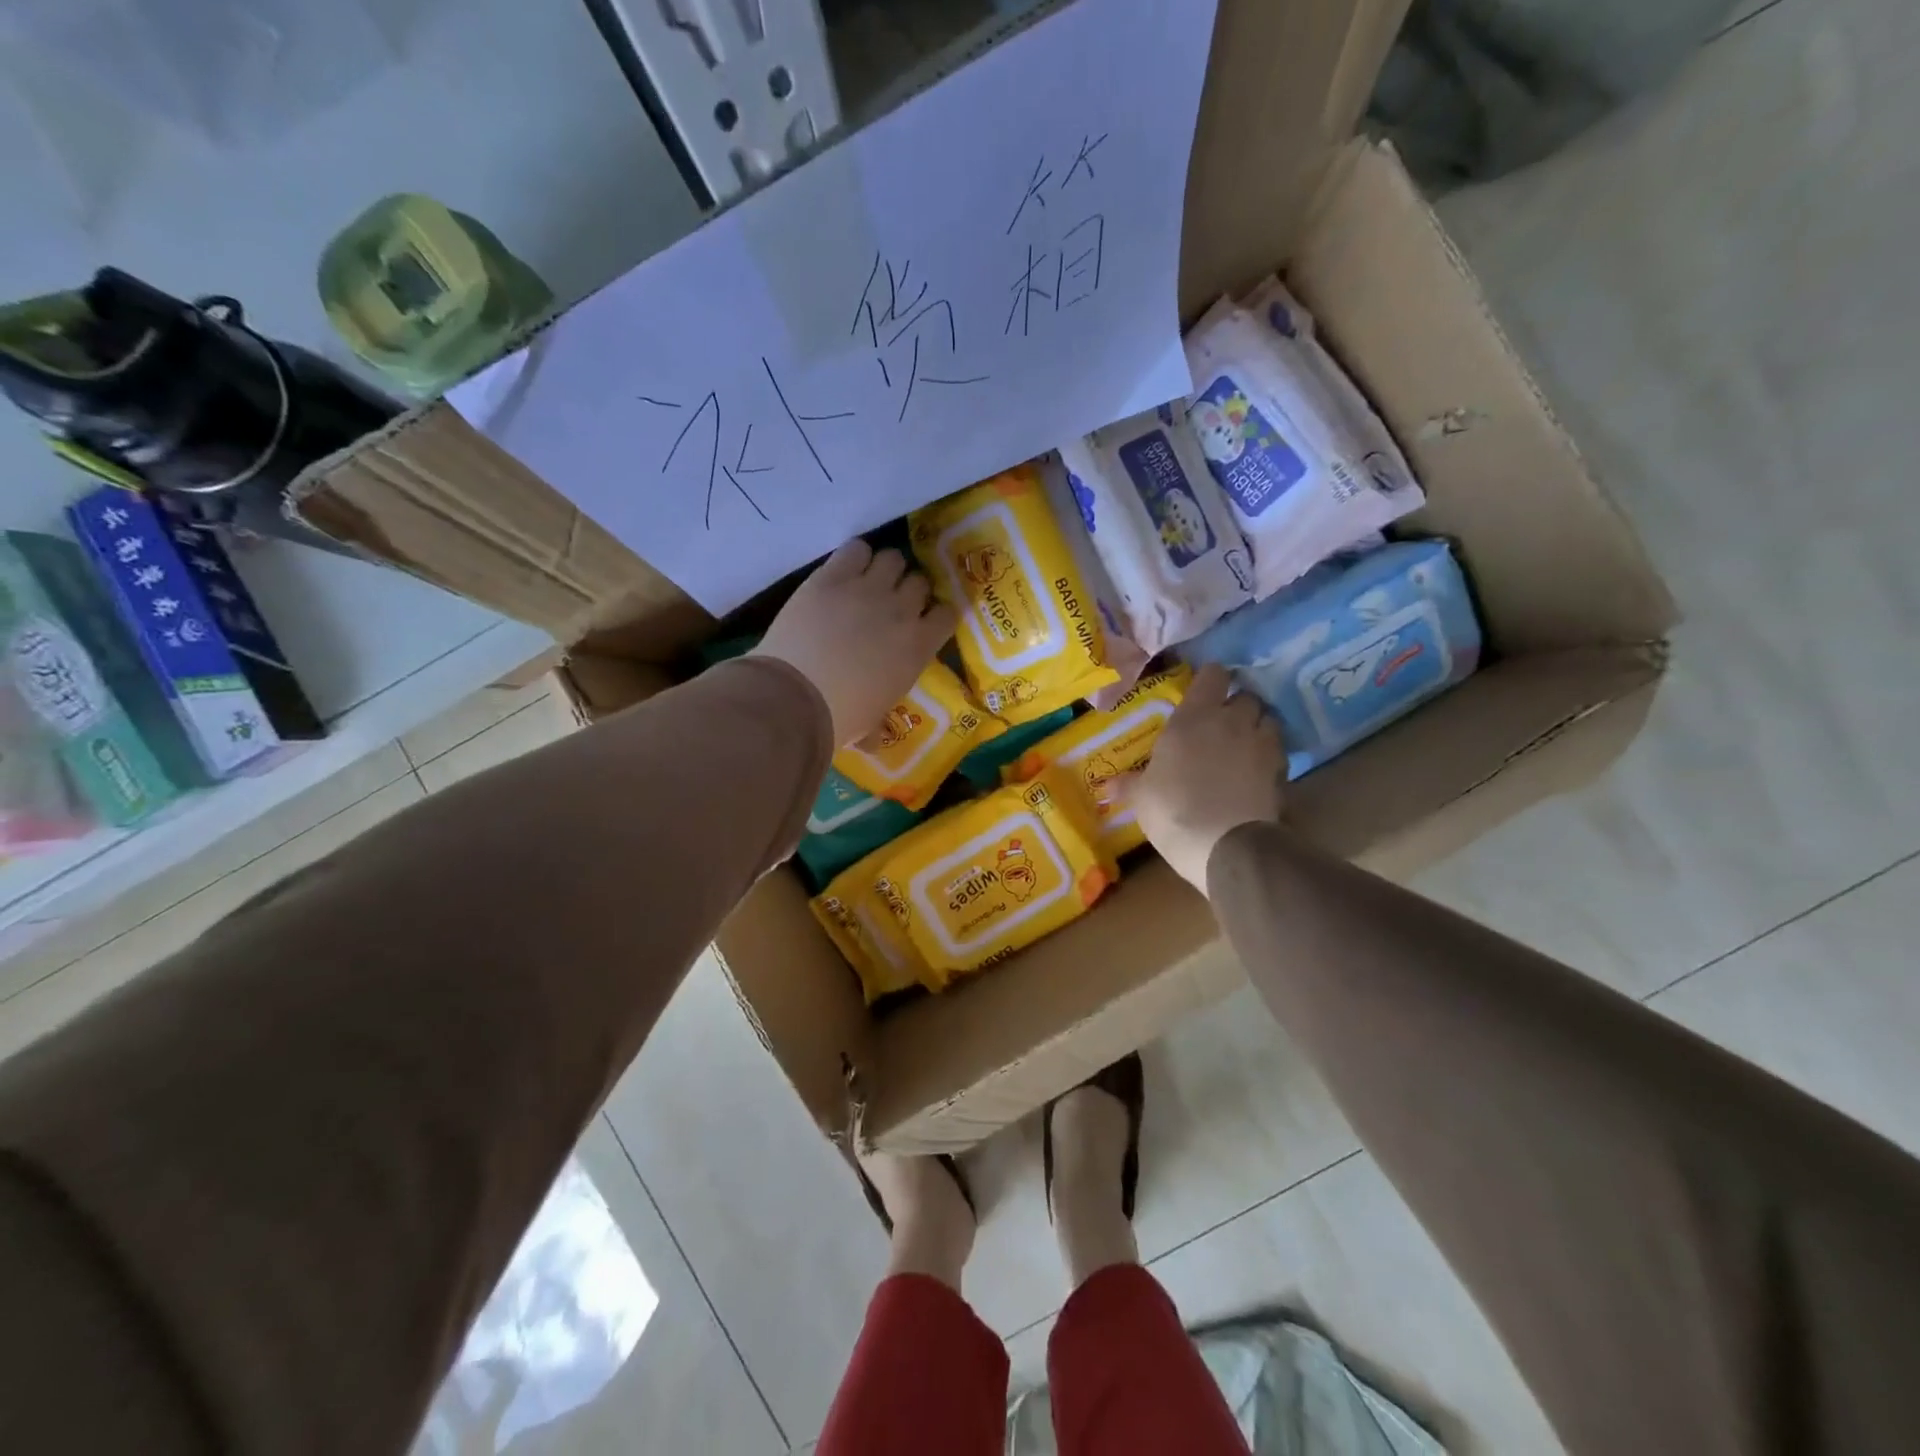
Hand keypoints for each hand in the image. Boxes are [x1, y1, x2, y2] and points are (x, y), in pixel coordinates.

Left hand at [752, 539, 955, 745]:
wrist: (796, 696)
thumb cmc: (840, 718)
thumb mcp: (869, 723)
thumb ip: (876, 724)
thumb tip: (872, 742)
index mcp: (918, 648)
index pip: (947, 614)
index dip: (936, 614)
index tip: (923, 620)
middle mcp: (901, 611)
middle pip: (920, 581)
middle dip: (909, 590)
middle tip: (890, 602)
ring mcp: (867, 589)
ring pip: (893, 558)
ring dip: (884, 569)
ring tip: (868, 582)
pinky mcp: (832, 576)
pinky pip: (856, 548)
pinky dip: (854, 556)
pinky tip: (844, 570)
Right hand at [1126, 664, 1284, 890]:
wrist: (1225, 846)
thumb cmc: (1173, 810)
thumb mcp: (1142, 797)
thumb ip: (1129, 783)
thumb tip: (1107, 784)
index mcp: (1194, 718)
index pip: (1213, 675)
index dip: (1210, 679)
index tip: (1202, 691)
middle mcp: (1232, 722)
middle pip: (1246, 696)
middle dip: (1237, 705)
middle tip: (1222, 723)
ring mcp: (1262, 745)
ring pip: (1269, 720)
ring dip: (1258, 727)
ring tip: (1244, 745)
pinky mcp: (1281, 771)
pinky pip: (1278, 752)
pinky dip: (1269, 757)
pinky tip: (1256, 773)